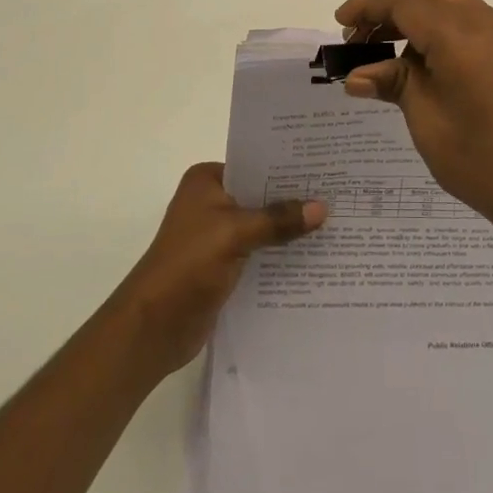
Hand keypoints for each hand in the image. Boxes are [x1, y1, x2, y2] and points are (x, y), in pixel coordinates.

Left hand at [111, 164, 325, 376]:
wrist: (153, 328)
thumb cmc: (187, 265)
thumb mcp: (235, 233)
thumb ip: (278, 220)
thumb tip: (322, 207)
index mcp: (207, 181)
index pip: (255, 164)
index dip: (288, 166)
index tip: (326, 166)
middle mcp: (212, 202)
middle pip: (262, 195)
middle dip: (295, 199)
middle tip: (340, 193)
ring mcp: (218, 235)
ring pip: (263, 225)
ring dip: (291, 229)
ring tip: (337, 222)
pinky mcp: (225, 266)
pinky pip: (261, 252)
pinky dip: (281, 254)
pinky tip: (315, 256)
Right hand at [333, 0, 492, 234]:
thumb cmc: (481, 160)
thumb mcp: (426, 120)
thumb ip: (393, 83)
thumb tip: (356, 74)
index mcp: (459, 35)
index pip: (403, 1)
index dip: (367, 7)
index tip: (340, 25)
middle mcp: (483, 20)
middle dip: (390, 4)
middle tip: (362, 38)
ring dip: (413, 12)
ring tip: (384, 50)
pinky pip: (465, 17)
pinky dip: (436, 24)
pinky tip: (419, 60)